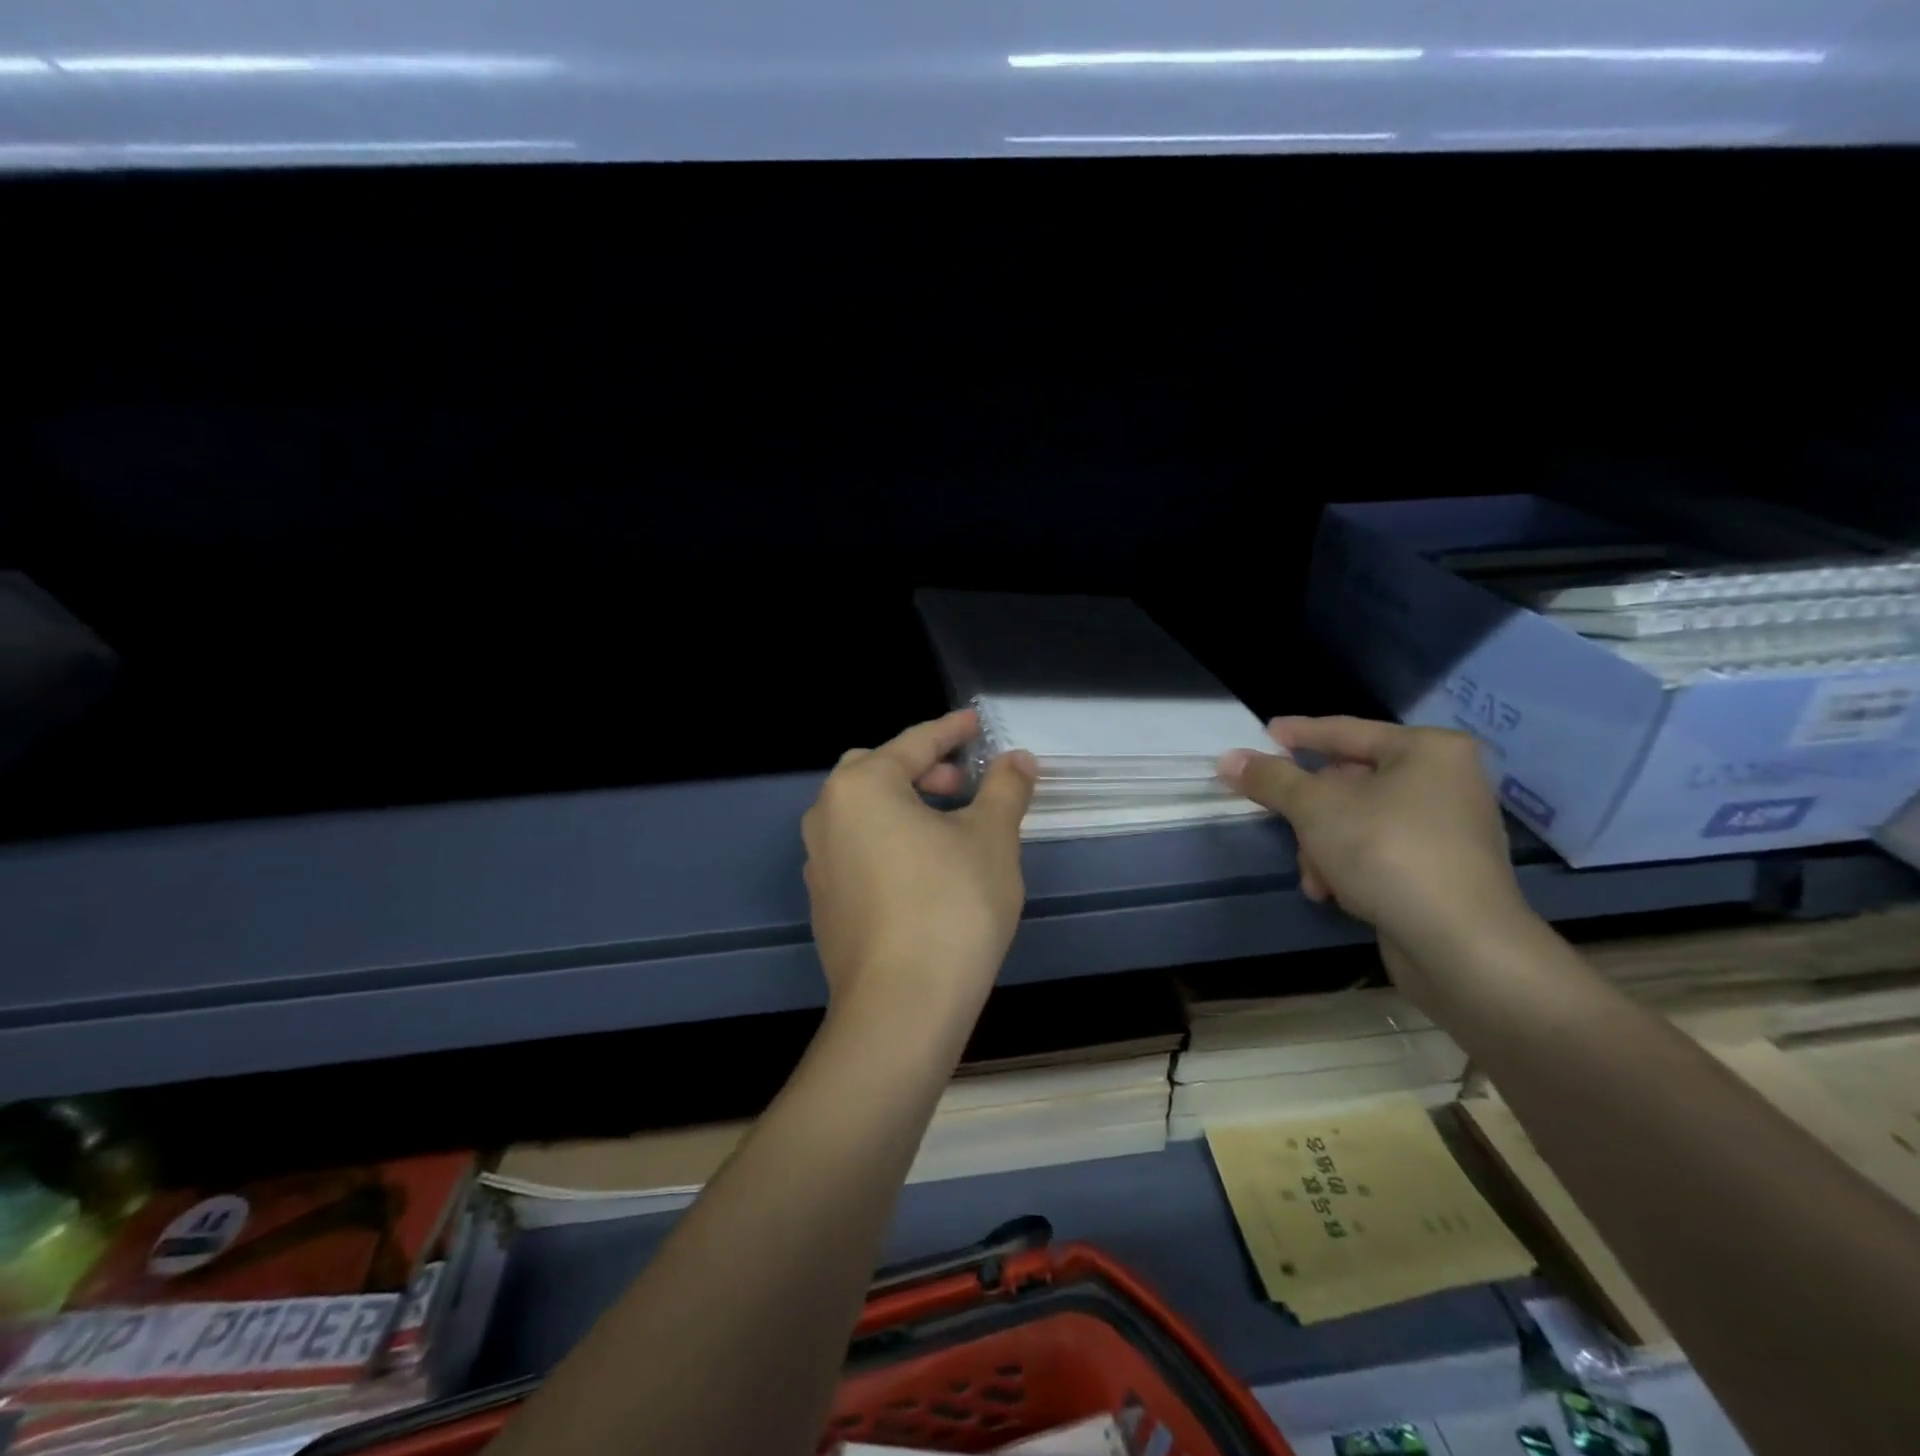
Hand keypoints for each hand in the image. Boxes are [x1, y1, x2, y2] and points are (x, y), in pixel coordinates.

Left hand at [802, 710, 1036, 1030]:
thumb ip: (1005, 789)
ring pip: (864, 814)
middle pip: (877, 772)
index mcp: (861, 786)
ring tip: (949, 826)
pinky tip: (923, 870)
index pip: (913, 743)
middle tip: (963, 782)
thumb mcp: (992, 838)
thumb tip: (1017, 760)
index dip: (952, 730)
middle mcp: (827, 816)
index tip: (977, 722)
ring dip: (905, 806)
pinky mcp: (825, 904)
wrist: (902, 1008)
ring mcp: (820, 863)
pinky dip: (889, 842)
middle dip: (922, 768)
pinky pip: (858, 851)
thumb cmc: (952, 905)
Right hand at [1218, 716, 1530, 1006]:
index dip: (1299, 733)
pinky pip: (1379, 851)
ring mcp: (1449, 828)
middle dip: (1309, 811)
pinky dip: (1350, 866)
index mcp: (1428, 750)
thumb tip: (1228, 759)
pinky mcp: (1444, 871)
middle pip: (1351, 781)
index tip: (1263, 734)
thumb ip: (1271, 779)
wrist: (1461, 946)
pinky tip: (1333, 893)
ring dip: (1323, 846)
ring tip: (1313, 876)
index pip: (1347, 731)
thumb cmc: (1388, 853)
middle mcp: (1446, 781)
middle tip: (1278, 818)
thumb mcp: (1315, 808)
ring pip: (1359, 821)